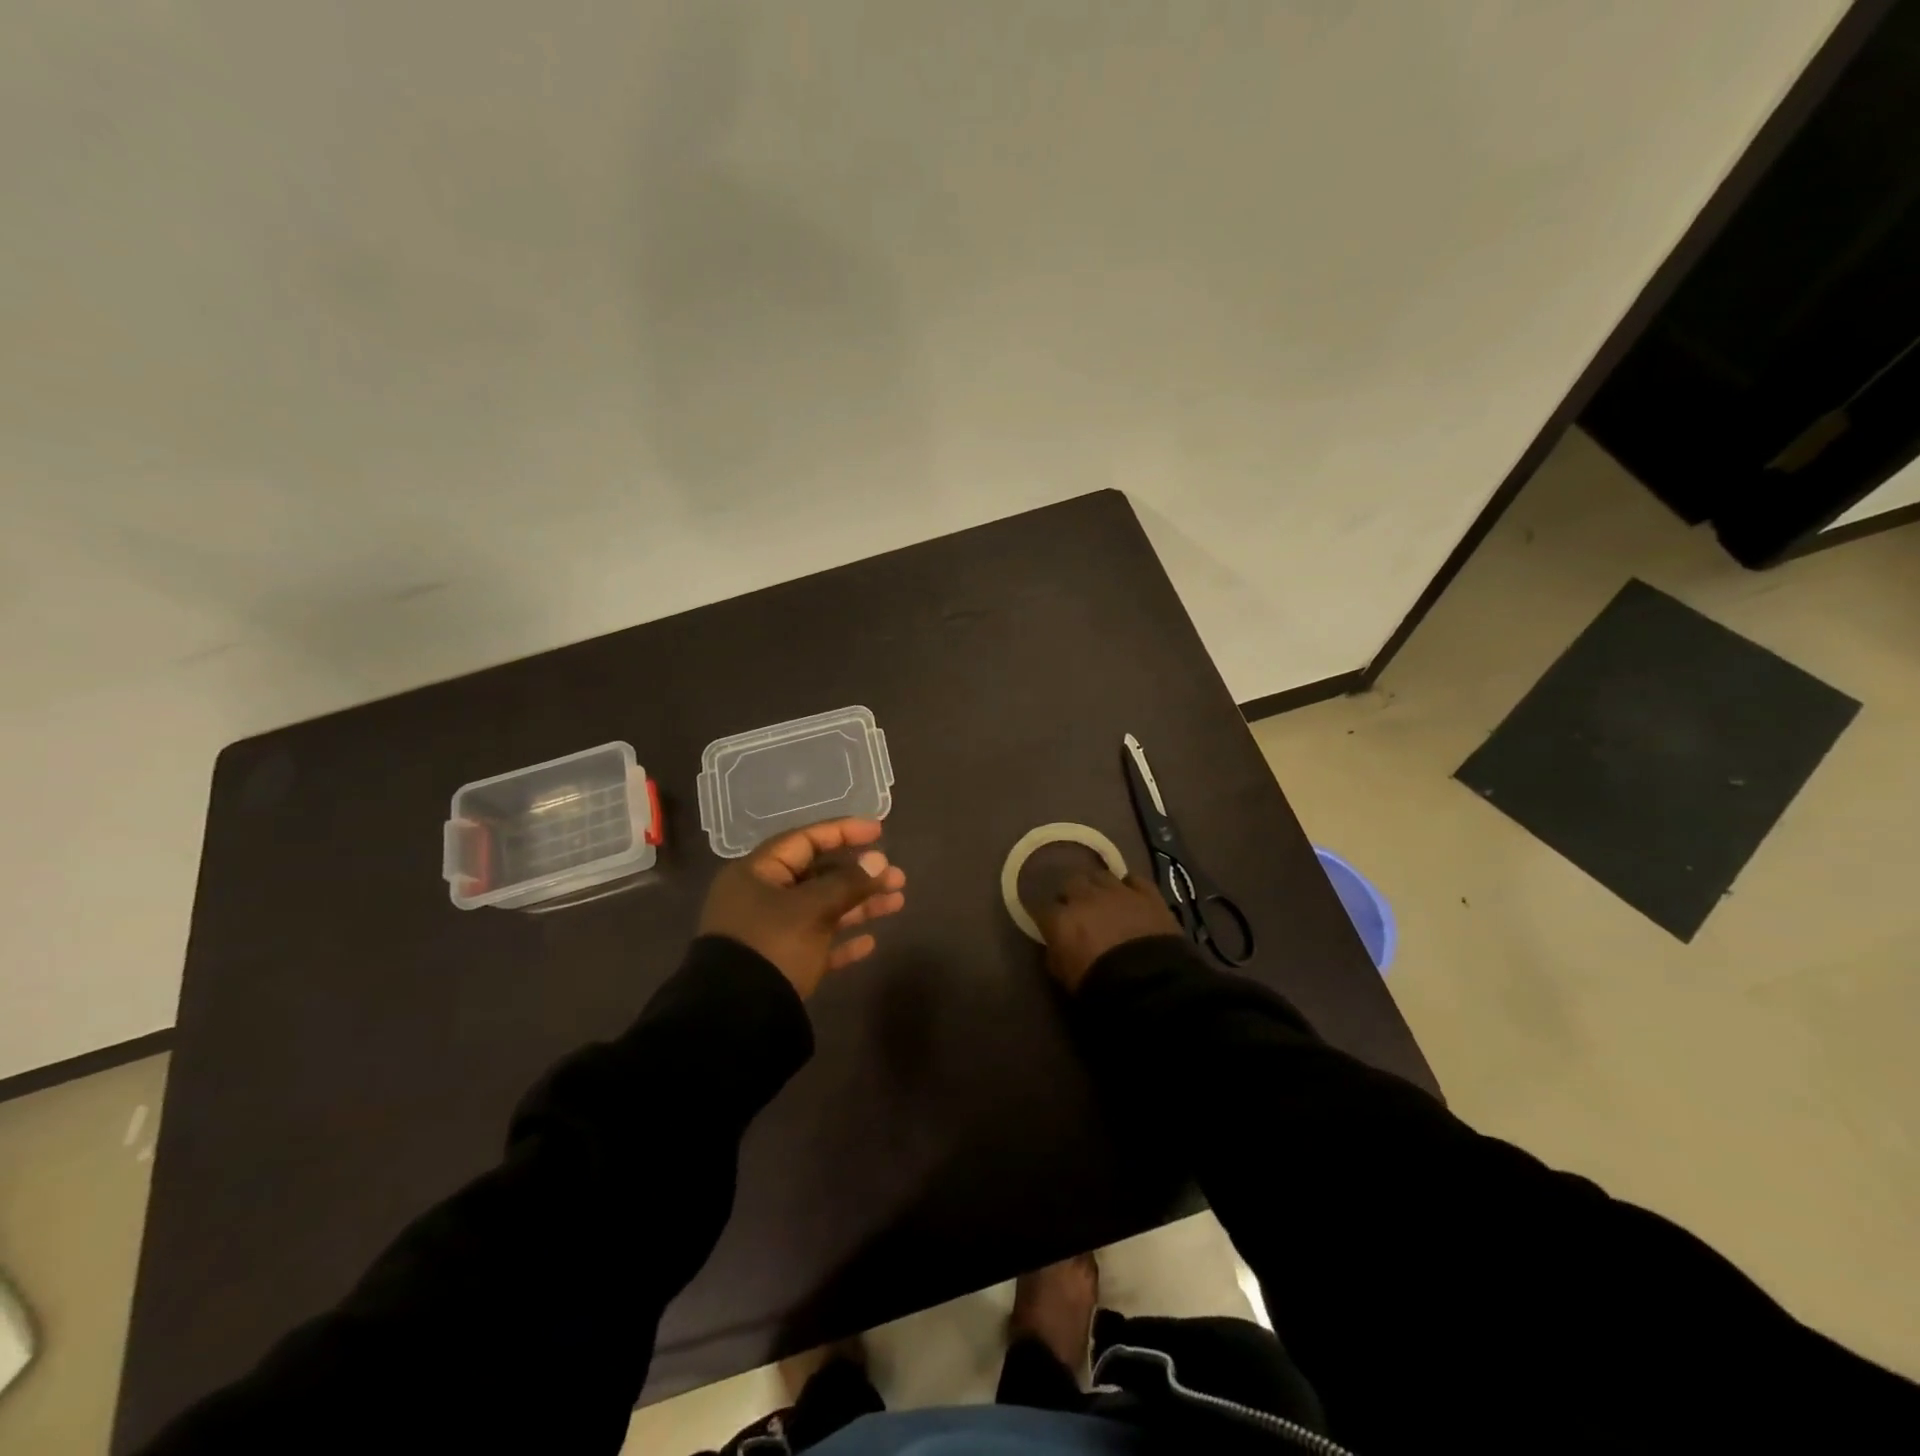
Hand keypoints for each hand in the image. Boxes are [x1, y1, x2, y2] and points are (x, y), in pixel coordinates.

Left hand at [699, 818, 907, 998]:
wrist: (737, 1020)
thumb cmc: (773, 945)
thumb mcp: (813, 908)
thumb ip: (848, 883)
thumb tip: (879, 860)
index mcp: (757, 873)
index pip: (805, 840)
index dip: (843, 832)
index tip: (879, 831)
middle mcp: (761, 897)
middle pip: (818, 875)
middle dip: (860, 875)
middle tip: (897, 877)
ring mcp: (770, 932)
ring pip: (822, 909)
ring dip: (859, 905)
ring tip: (898, 902)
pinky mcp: (780, 964)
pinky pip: (817, 943)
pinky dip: (842, 940)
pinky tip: (871, 943)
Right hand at [1034, 869, 1178, 992]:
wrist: (1150, 982)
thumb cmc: (1100, 986)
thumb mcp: (1065, 977)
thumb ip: (1055, 953)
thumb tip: (1056, 943)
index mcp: (1061, 919)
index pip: (1044, 909)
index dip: (1050, 918)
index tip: (1054, 928)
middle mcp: (1085, 897)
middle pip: (1071, 884)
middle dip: (1073, 896)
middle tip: (1080, 912)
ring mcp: (1117, 891)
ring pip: (1100, 875)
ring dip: (1099, 887)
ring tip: (1105, 901)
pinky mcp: (1147, 893)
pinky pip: (1134, 880)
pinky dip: (1130, 887)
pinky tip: (1131, 896)